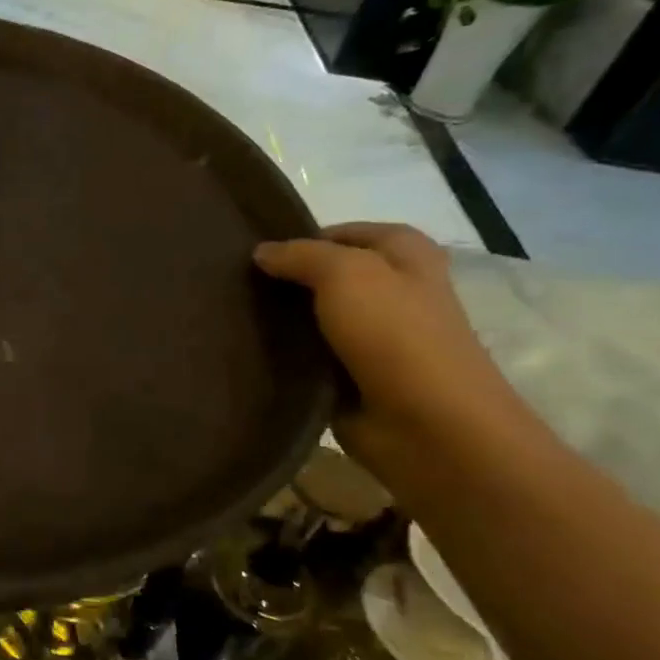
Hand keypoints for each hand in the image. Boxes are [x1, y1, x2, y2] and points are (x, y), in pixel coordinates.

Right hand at [254, 222, 524, 459]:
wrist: (428, 426)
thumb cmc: (397, 336)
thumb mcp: (346, 274)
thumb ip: (301, 255)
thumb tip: (261, 252)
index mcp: (406, 256)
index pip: (348, 233)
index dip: (305, 236)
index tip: (255, 251)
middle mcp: (394, 293)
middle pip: (330, 275)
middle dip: (289, 278)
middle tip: (235, 282)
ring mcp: (374, 339)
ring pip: (316, 317)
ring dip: (283, 318)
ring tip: (232, 313)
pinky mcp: (353, 377)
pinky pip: (310, 356)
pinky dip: (286, 354)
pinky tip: (250, 351)